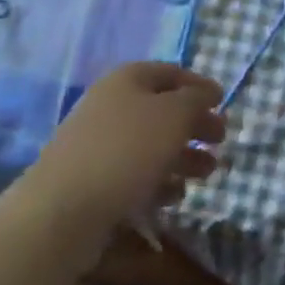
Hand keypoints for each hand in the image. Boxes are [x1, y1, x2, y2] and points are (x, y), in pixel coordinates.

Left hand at [29, 62, 225, 232]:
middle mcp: (112, 105)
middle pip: (162, 110)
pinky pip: (134, 174)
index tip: (223, 103)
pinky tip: (175, 196)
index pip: (171, 72)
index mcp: (128, 79)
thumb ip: (196, 100)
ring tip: (207, 173)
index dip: (199, 85)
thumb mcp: (173, 116)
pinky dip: (159, 181)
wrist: (62, 211)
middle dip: (194, 125)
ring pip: (151, 144)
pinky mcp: (93, 182)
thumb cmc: (125, 151)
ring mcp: (99, 144)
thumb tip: (208, 92)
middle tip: (220, 141)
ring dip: (182, 157)